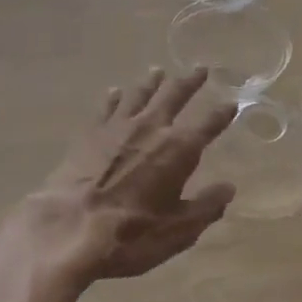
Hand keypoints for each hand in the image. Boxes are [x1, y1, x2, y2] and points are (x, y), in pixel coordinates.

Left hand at [17, 68, 237, 287]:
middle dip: (190, 82)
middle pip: (174, 95)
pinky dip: (114, 97)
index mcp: (179, 149)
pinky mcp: (90, 133)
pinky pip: (106, 107)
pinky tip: (115, 92)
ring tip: (158, 71)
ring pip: (140, 94)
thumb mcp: (178, 230)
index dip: (222, 113)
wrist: (68, 227)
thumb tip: (228, 188)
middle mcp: (151, 127)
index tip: (232, 102)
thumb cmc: (130, 234)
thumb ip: (206, 207)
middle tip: (200, 68)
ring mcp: (118, 126)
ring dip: (152, 81)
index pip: (209, 123)